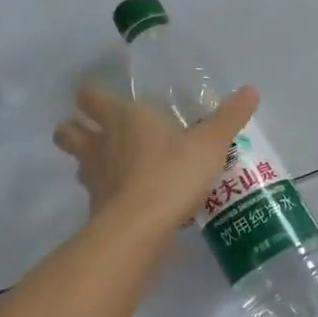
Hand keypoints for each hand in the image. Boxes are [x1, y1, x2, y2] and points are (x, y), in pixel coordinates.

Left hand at [54, 85, 259, 238]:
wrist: (140, 226)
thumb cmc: (173, 173)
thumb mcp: (210, 144)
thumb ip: (229, 118)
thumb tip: (250, 90)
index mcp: (123, 118)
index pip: (91, 98)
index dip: (91, 97)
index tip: (98, 99)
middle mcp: (100, 143)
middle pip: (67, 131)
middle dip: (74, 128)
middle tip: (92, 131)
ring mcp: (93, 177)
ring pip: (76, 163)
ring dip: (86, 161)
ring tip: (108, 166)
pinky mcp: (95, 208)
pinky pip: (94, 194)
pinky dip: (104, 194)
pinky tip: (124, 199)